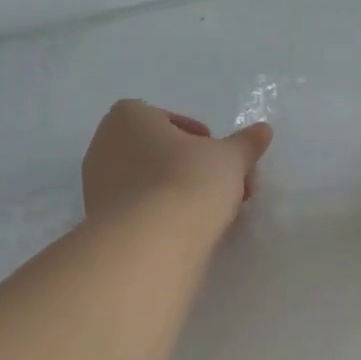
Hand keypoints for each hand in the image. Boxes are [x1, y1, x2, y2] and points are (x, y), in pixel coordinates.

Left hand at [81, 100, 273, 230]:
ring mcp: (96, 186)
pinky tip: (189, 234)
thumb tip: (263, 130)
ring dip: (182, 196)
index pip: (171, 122)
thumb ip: (246, 144)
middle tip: (227, 192)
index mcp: (127, 116)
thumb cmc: (188, 182)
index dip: (204, 142)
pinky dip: (164, 218)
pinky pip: (140, 212)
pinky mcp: (100, 222)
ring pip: (150, 185)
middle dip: (196, 171)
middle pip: (161, 155)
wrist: (150, 242)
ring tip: (214, 217)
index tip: (225, 163)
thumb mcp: (230, 159)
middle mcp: (103, 145)